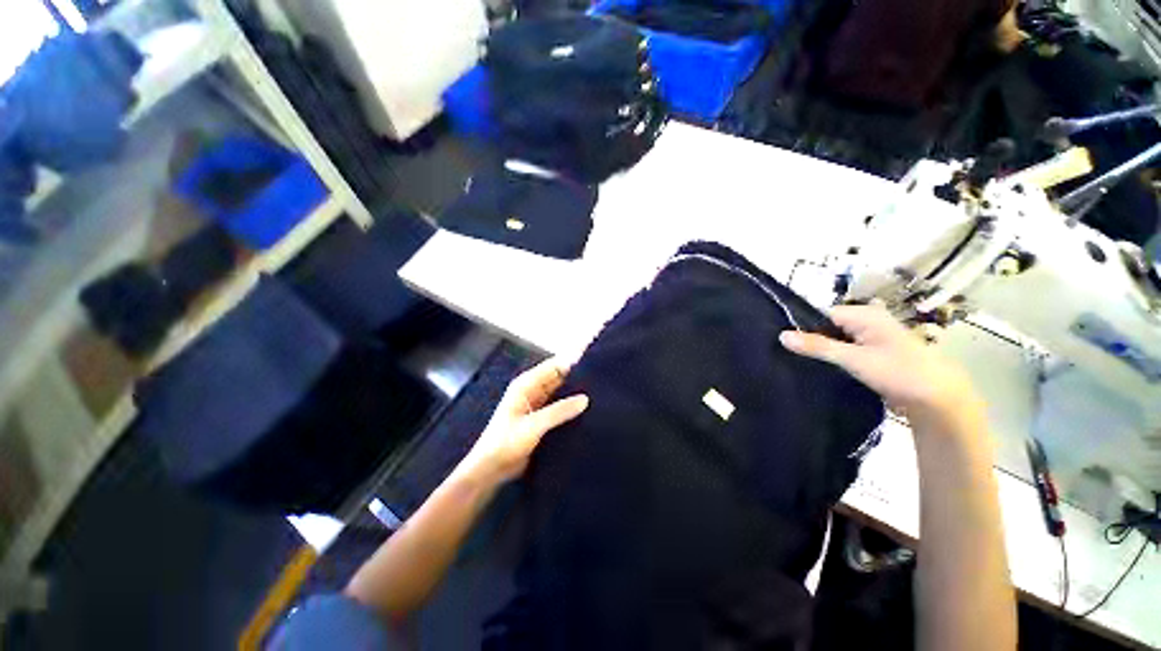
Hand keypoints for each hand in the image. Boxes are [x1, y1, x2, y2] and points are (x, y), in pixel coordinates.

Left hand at [461, 357, 588, 485]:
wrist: (491, 470)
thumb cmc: (506, 443)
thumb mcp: (534, 425)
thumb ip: (559, 411)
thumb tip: (586, 399)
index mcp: (526, 384)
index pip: (554, 365)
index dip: (573, 361)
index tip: (595, 360)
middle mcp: (533, 389)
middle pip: (559, 377)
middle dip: (577, 376)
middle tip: (602, 377)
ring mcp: (538, 404)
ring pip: (561, 392)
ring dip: (575, 391)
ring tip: (600, 391)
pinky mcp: (542, 418)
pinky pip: (560, 406)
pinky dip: (571, 406)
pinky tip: (588, 409)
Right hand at [779, 305, 982, 427]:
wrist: (939, 400)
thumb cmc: (898, 372)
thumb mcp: (853, 359)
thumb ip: (817, 346)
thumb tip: (782, 335)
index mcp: (864, 314)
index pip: (821, 313)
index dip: (803, 326)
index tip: (784, 342)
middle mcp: (867, 321)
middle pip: (827, 326)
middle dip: (811, 340)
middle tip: (789, 355)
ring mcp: (871, 338)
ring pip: (835, 340)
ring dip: (822, 351)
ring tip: (799, 362)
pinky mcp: (873, 354)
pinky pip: (845, 350)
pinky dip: (833, 358)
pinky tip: (819, 368)